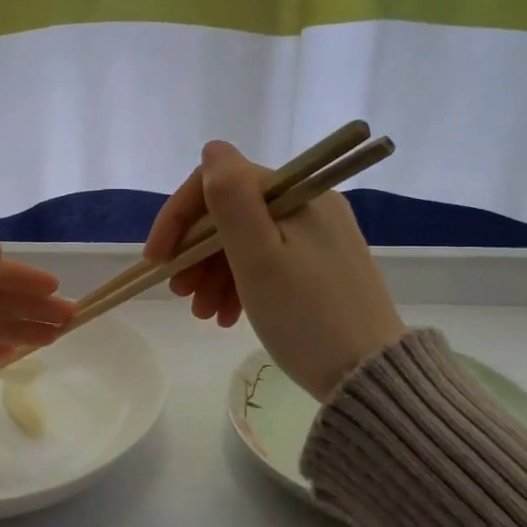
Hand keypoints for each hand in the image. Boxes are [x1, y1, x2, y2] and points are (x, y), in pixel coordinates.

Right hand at [146, 141, 405, 401]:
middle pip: (231, 213)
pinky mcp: (320, 265)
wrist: (369, 377)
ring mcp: (317, 236)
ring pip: (245, 240)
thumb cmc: (306, 317)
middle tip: (180, 293)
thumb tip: (213, 149)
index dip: (179, 216)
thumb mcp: (259, 259)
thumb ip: (231, 201)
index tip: (157, 259)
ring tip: (202, 314)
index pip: (220, 183)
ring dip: (213, 272)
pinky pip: (267, 261)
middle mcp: (309, 205)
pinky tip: (227, 316)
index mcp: (296, 195)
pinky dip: (239, 283)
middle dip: (195, 251)